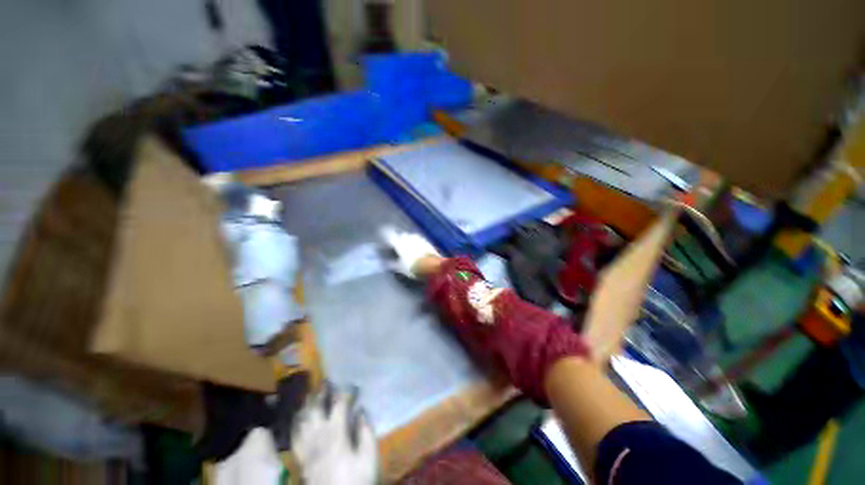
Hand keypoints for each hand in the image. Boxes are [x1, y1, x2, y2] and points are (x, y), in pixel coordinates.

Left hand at [291, 383, 376, 484]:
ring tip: (310, 393)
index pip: (340, 405)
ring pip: (303, 419)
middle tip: (325, 381)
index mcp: (337, 433)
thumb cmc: (355, 481)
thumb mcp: (368, 458)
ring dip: (306, 405)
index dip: (346, 392)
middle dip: (321, 393)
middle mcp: (319, 436)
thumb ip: (366, 432)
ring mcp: (307, 447)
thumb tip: (361, 411)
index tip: (353, 385)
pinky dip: (296, 423)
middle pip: (317, 408)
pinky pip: (295, 436)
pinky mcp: (301, 459)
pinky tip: (297, 418)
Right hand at [379, 226, 440, 278]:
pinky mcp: (427, 241)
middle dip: (399, 239)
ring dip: (409, 240)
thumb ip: (392, 264)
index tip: (383, 234)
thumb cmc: (413, 267)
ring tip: (409, 247)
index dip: (386, 235)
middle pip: (402, 235)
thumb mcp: (400, 268)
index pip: (390, 236)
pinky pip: (419, 240)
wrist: (432, 266)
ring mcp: (418, 239)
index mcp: (399, 243)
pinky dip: (417, 243)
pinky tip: (418, 249)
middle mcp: (408, 238)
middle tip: (398, 246)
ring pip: (411, 236)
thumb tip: (387, 262)